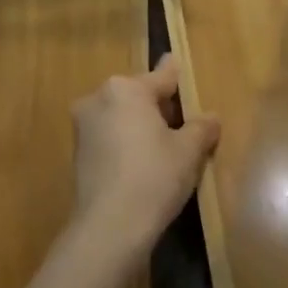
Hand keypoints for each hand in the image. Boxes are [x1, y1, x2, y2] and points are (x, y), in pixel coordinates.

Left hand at [64, 54, 220, 283]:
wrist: (109, 228)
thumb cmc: (154, 176)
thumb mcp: (189, 151)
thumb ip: (201, 127)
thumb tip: (210, 118)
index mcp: (126, 89)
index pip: (161, 77)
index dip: (175, 75)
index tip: (175, 60)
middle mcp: (98, 99)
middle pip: (139, 96)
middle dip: (160, 107)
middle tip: (184, 126)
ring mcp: (83, 128)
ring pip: (122, 118)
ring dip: (142, 127)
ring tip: (167, 150)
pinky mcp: (77, 154)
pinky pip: (110, 139)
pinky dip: (127, 144)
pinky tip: (144, 167)